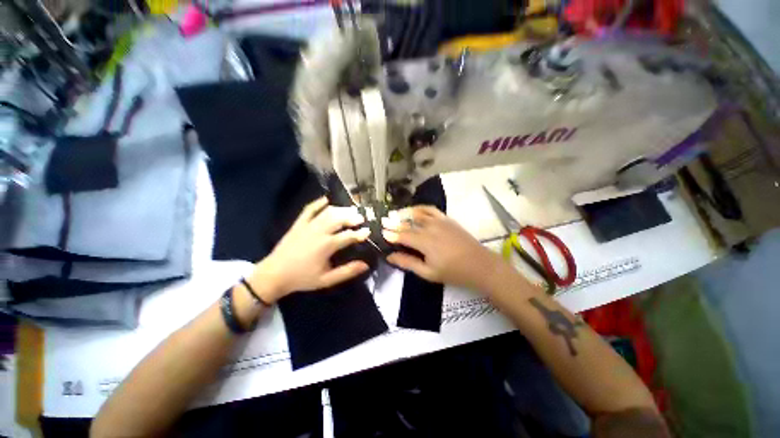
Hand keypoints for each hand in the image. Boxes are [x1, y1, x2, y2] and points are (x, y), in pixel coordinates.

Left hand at [248, 197, 370, 302]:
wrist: (274, 275)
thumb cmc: (302, 278)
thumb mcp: (326, 280)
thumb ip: (347, 272)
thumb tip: (365, 264)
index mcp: (327, 245)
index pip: (348, 236)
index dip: (360, 233)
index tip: (368, 231)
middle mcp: (319, 232)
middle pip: (339, 219)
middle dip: (352, 217)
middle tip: (361, 218)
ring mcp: (308, 225)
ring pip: (328, 212)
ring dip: (341, 209)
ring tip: (350, 210)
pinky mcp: (298, 223)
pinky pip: (309, 209)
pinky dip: (319, 202)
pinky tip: (327, 199)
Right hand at [382, 206, 505, 292]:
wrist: (479, 265)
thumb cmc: (453, 272)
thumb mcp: (428, 272)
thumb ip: (408, 262)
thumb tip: (390, 256)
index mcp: (424, 242)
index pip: (402, 235)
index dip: (391, 234)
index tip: (381, 233)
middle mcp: (430, 227)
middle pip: (408, 223)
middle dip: (394, 223)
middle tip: (383, 222)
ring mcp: (439, 221)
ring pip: (417, 214)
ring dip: (405, 214)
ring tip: (395, 215)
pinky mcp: (447, 219)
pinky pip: (431, 209)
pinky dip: (420, 208)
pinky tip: (414, 210)